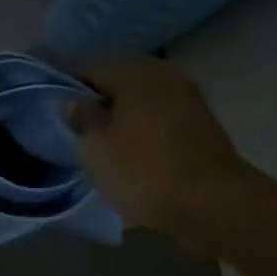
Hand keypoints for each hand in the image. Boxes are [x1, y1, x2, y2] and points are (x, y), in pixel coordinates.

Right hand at [69, 59, 253, 242]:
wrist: (215, 204)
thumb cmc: (145, 170)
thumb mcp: (96, 147)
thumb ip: (82, 118)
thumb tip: (76, 102)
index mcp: (134, 71)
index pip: (89, 72)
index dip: (70, 95)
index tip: (61, 121)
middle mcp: (163, 74)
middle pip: (118, 87)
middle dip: (101, 109)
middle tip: (84, 139)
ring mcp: (188, 98)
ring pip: (142, 105)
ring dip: (125, 123)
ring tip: (110, 154)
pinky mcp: (203, 125)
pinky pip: (162, 122)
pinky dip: (148, 136)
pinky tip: (139, 160)